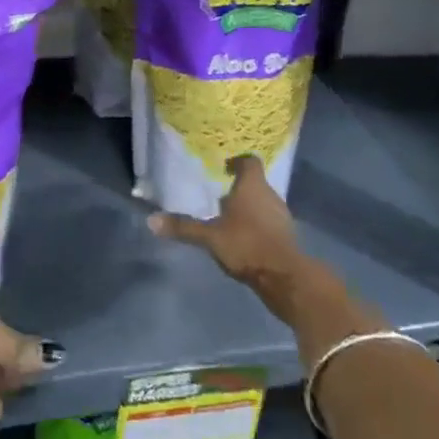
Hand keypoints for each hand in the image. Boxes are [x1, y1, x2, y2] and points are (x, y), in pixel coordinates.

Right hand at [148, 155, 325, 323]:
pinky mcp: (287, 236)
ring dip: (250, 207)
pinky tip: (245, 238)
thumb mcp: (210, 237)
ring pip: (264, 203)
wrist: (284, 276)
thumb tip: (151, 220)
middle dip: (240, 188)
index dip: (238, 162)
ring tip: (230, 218)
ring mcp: (282, 215)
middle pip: (256, 183)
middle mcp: (270, 194)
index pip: (249, 162)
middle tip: (220, 195)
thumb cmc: (246, 244)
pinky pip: (270, 221)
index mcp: (252, 186)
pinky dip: (258, 224)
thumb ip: (183, 227)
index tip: (224, 168)